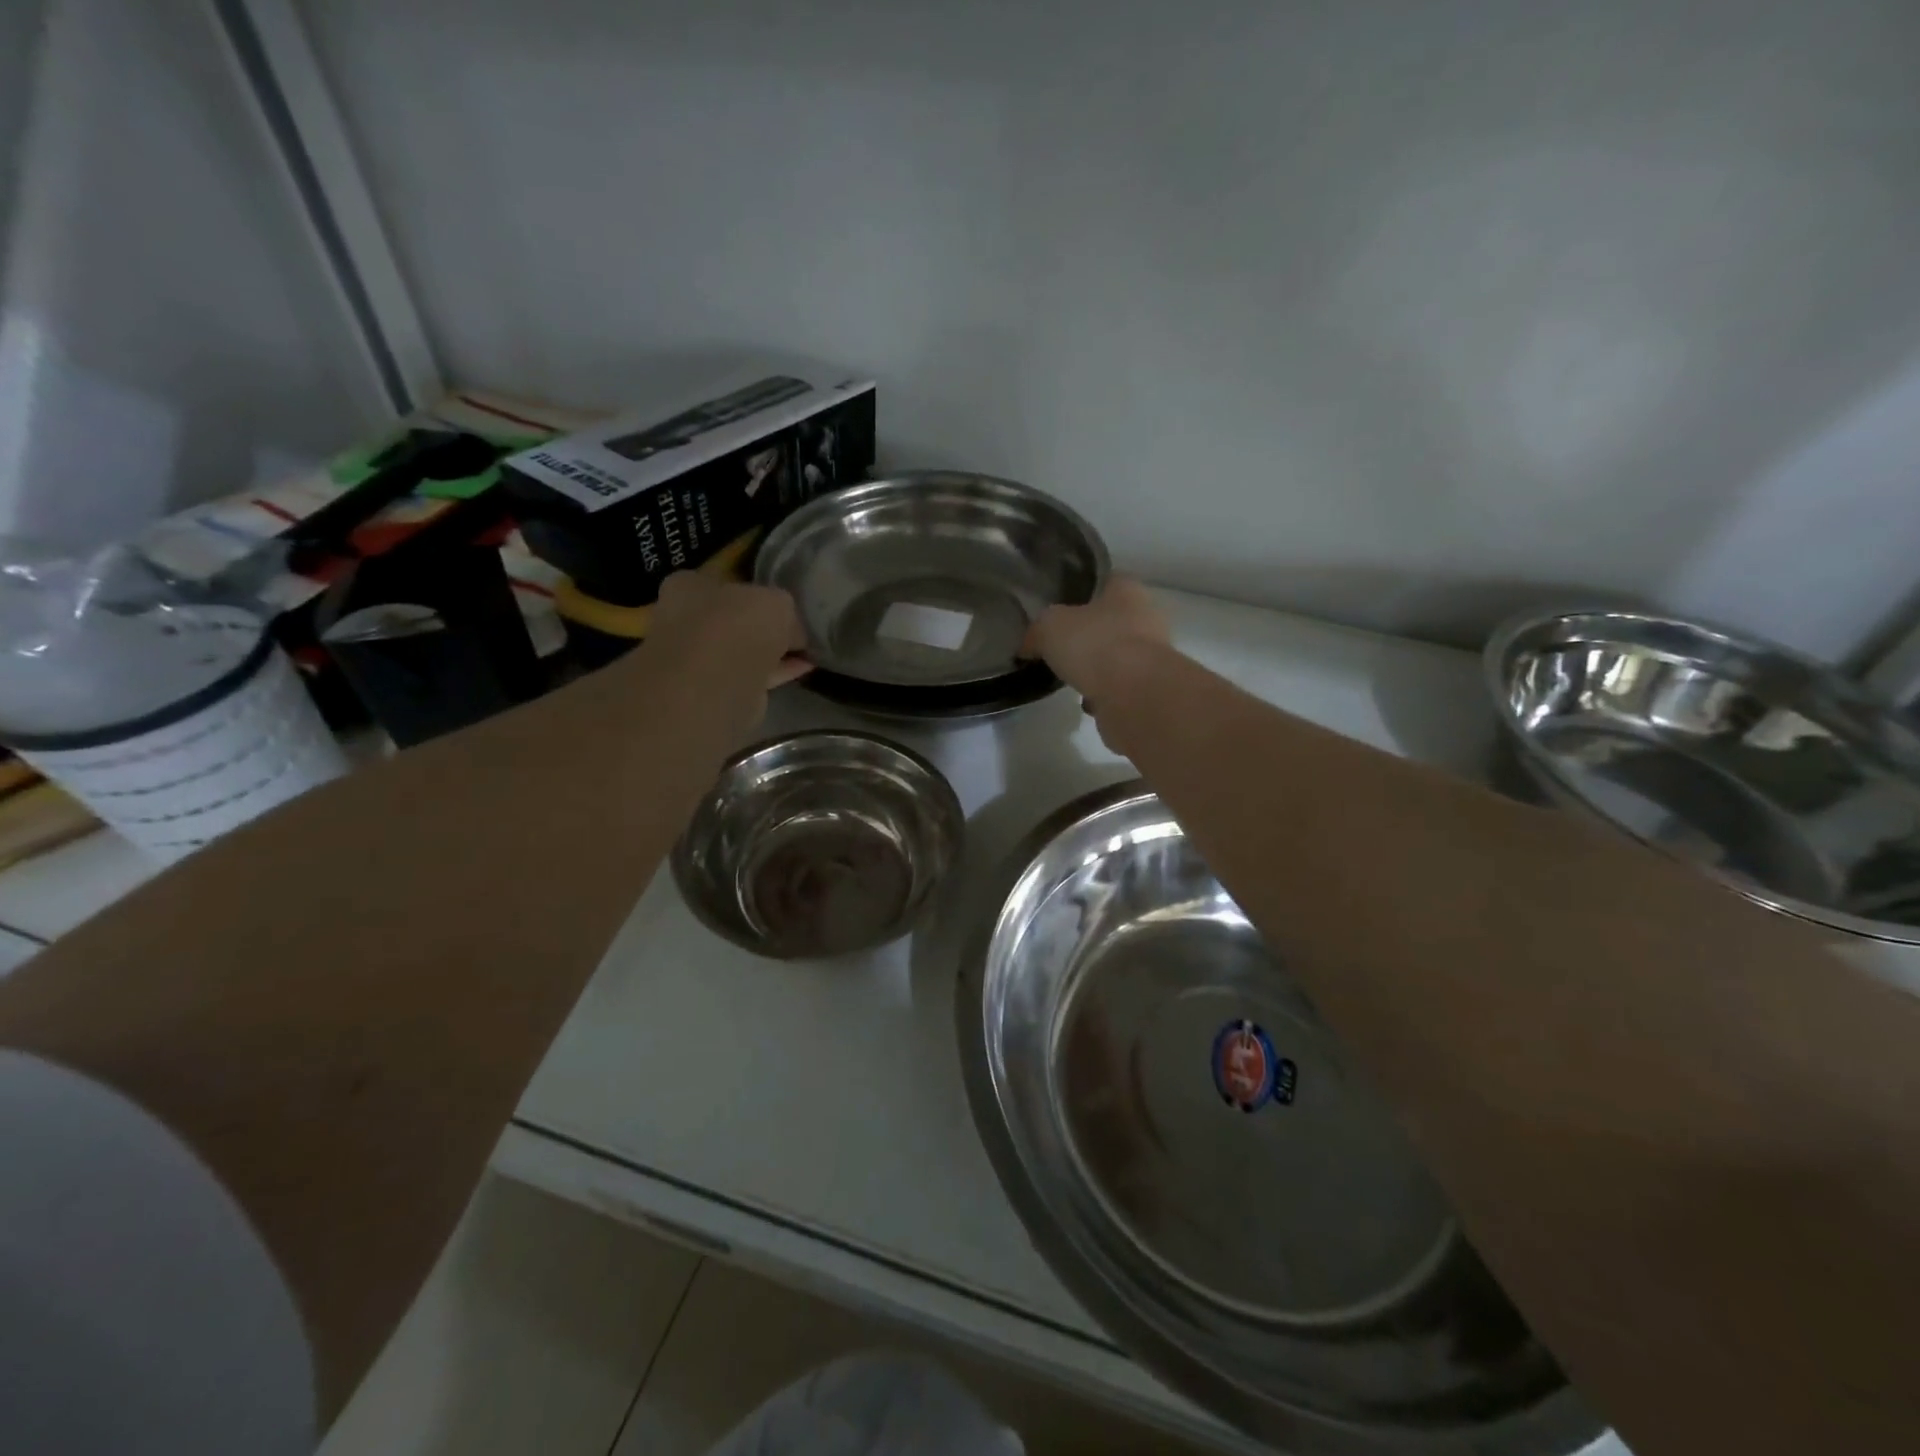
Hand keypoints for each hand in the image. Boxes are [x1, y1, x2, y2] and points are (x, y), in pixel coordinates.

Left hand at [648, 572, 811, 689]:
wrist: (717, 681)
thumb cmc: (737, 623)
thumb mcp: (775, 600)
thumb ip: (783, 607)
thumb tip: (792, 627)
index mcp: (687, 586)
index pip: (722, 580)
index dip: (753, 588)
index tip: (779, 598)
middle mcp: (685, 620)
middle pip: (732, 617)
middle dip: (762, 623)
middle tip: (795, 625)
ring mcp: (699, 659)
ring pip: (742, 649)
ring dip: (772, 650)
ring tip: (806, 648)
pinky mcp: (717, 689)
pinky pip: (753, 673)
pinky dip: (778, 670)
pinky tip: (805, 667)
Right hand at [1023, 577, 1168, 698]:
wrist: (1135, 695)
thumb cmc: (1095, 644)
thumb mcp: (1049, 627)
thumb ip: (1037, 631)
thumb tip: (1028, 644)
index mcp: (1127, 590)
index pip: (1105, 580)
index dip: (1081, 592)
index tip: (1058, 606)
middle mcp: (1146, 617)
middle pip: (1111, 620)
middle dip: (1088, 633)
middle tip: (1060, 645)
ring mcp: (1152, 655)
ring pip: (1117, 655)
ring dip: (1097, 666)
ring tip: (1070, 676)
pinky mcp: (1149, 688)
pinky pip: (1120, 686)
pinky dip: (1103, 693)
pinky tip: (1086, 701)